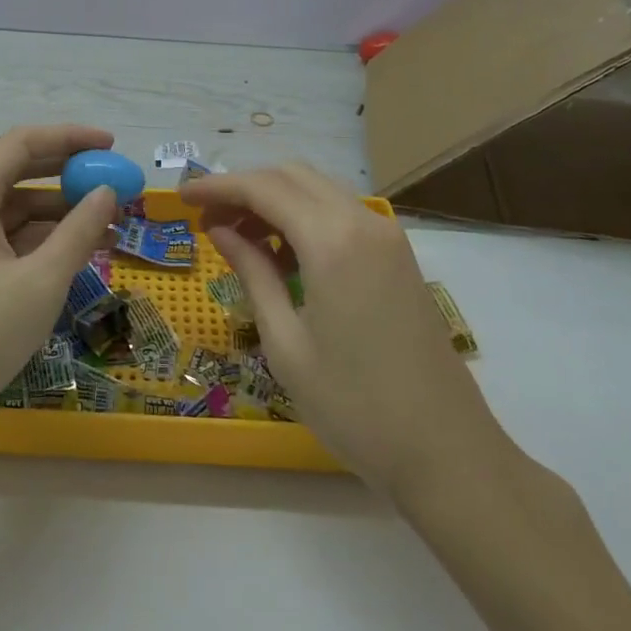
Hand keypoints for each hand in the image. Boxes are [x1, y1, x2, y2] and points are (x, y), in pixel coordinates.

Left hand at [0, 126, 118, 460]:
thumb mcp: (40, 282)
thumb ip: (78, 231)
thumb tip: (108, 192)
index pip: (23, 143)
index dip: (69, 137)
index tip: (111, 146)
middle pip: (21, 173)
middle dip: (70, 175)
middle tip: (116, 184)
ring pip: (20, 211)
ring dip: (63, 213)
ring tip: (111, 226)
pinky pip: (13, 242)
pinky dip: (47, 243)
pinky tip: (81, 256)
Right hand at [183, 162, 510, 496]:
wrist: (448, 454)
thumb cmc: (355, 407)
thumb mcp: (286, 342)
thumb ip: (252, 272)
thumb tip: (220, 230)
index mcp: (332, 240)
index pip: (262, 188)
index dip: (217, 186)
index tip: (182, 197)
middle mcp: (362, 221)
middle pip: (291, 176)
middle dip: (244, 188)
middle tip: (208, 219)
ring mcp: (386, 236)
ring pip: (317, 190)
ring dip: (274, 200)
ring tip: (239, 237)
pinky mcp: (398, 255)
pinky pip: (340, 213)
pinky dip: (304, 217)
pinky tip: (282, 254)